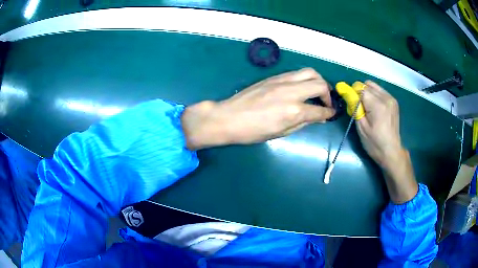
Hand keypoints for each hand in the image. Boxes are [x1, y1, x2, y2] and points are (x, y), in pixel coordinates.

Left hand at [181, 68, 335, 149]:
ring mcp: (282, 81)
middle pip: (320, 84)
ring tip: (318, 91)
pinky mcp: (275, 77)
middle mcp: (291, 92)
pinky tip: (302, 87)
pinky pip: (297, 73)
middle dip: (328, 94)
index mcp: (294, 111)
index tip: (332, 114)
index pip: (320, 110)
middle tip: (326, 102)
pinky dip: (305, 78)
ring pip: (310, 72)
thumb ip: (302, 123)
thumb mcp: (281, 133)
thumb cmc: (253, 131)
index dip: (329, 113)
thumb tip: (317, 117)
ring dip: (319, 81)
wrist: (229, 117)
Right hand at [356, 81, 402, 168]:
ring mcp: (391, 98)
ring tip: (368, 108)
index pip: (360, 88)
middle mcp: (386, 97)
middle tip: (360, 108)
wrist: (391, 151)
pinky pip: (380, 90)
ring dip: (367, 93)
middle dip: (360, 93)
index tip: (351, 104)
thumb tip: (346, 91)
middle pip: (367, 84)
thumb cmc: (374, 143)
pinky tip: (375, 108)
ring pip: (373, 85)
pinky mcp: (393, 101)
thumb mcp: (361, 127)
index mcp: (378, 105)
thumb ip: (354, 106)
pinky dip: (374, 95)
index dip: (353, 93)